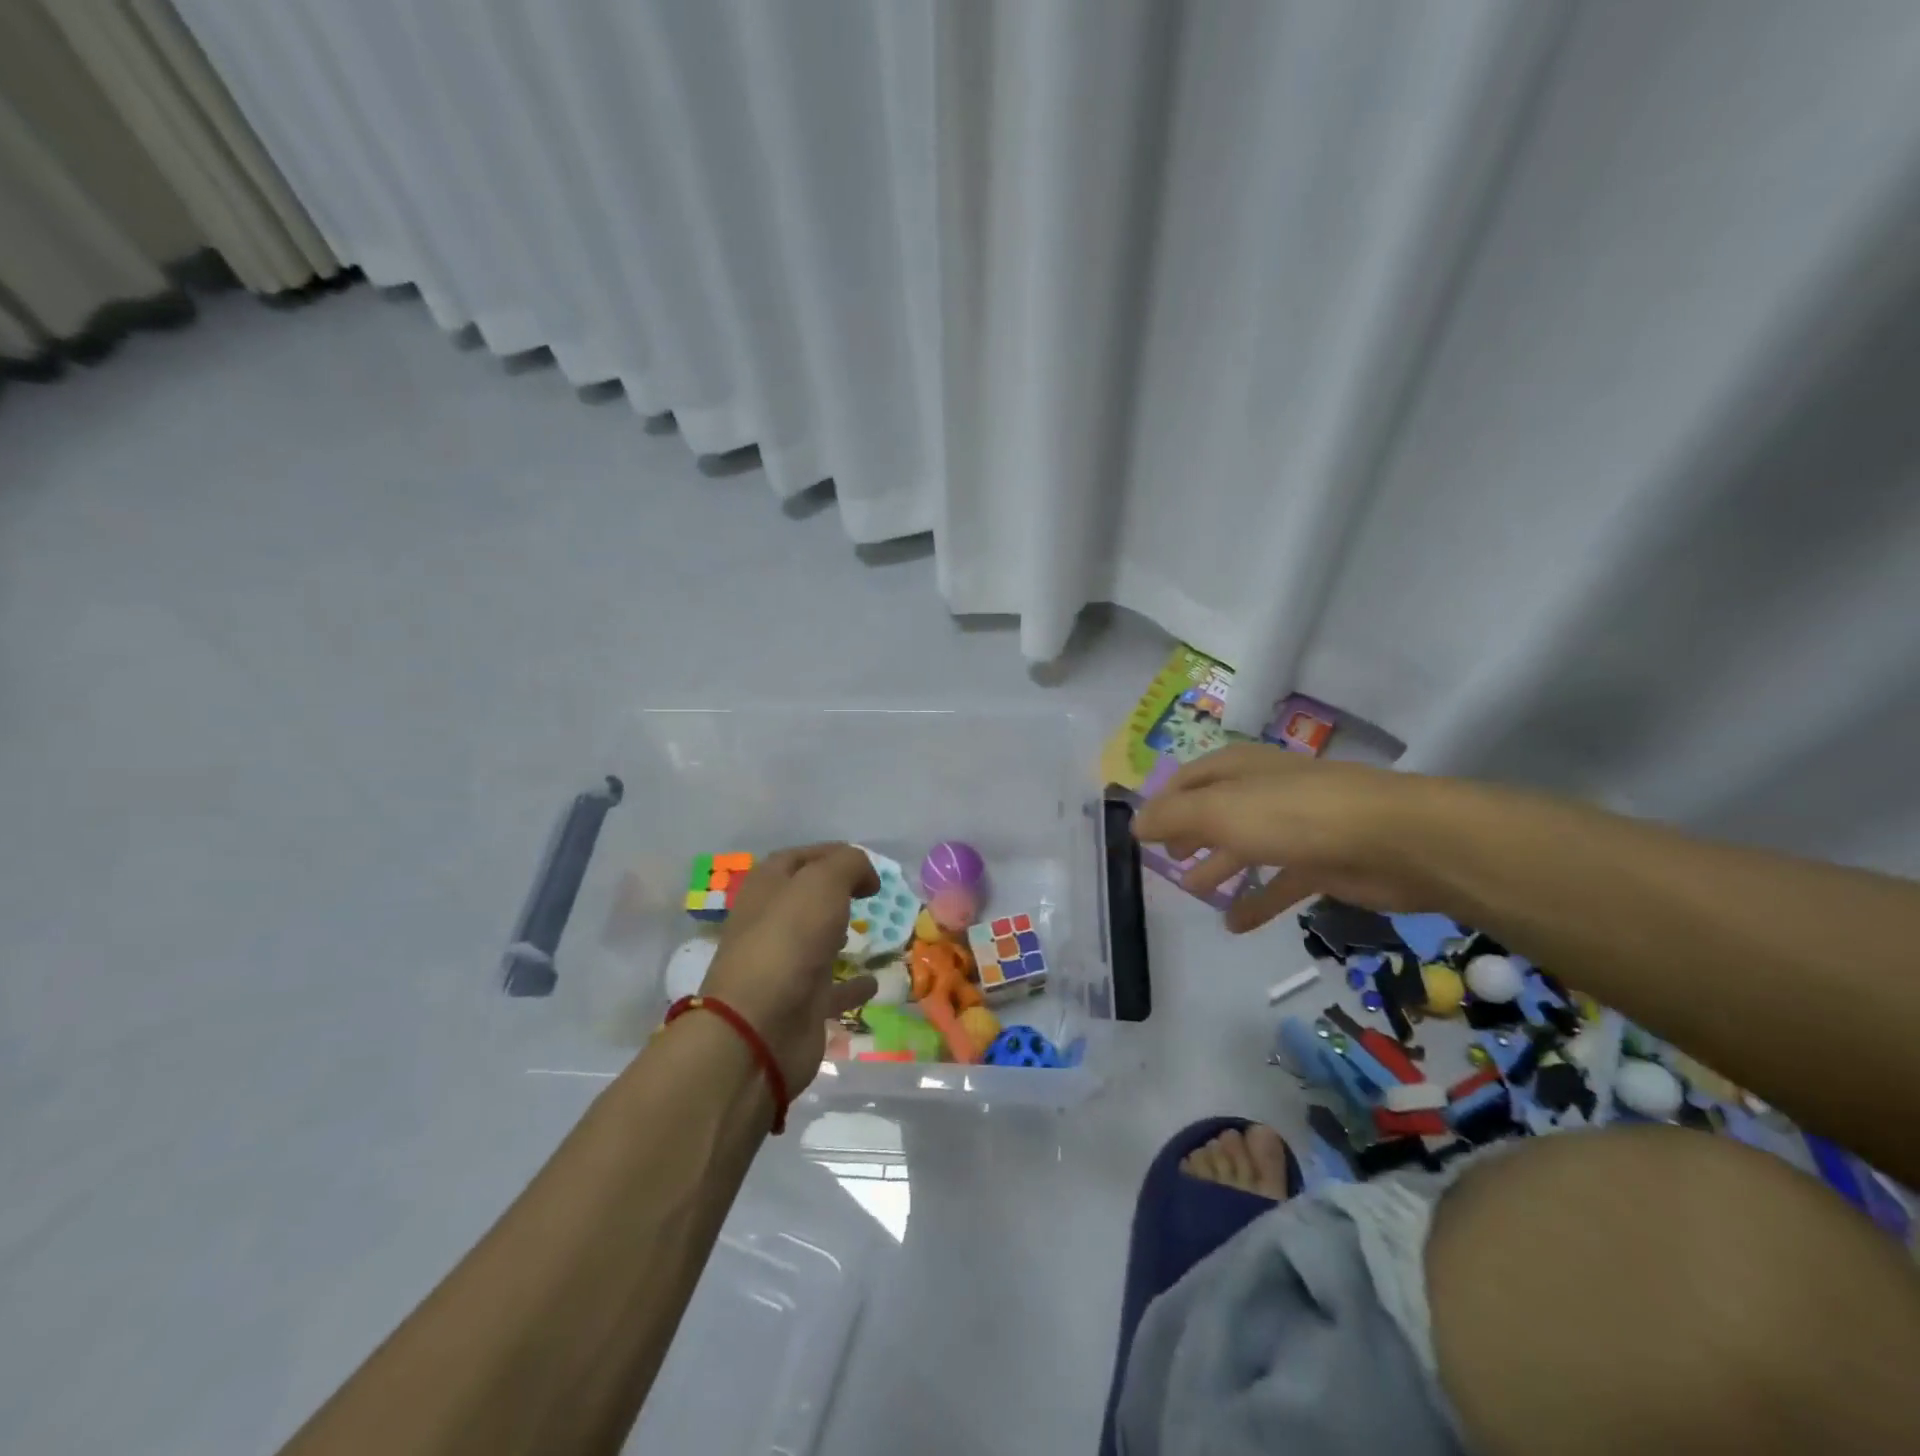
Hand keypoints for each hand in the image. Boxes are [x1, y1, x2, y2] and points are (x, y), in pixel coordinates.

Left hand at [699, 844, 880, 1092]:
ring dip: (840, 935)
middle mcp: (771, 925)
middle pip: (804, 901)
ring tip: (872, 930)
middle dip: (834, 894)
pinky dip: (853, 985)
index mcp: (766, 889)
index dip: (829, 854)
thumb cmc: (789, 940)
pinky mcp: (801, 1006)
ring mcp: (785, 967)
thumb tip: (866, 875)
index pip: (796, 859)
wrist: (760, 1028)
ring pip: (817, 943)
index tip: (866, 863)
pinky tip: (876, 981)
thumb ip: (848, 865)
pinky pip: (833, 990)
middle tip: (869, 894)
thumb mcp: (822, 883)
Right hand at [1132, 744, 1466, 932]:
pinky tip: (1235, 925)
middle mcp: (1263, 791)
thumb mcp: (1219, 812)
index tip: (1141, 832)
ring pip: (1245, 846)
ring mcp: (1294, 827)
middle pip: (1215, 812)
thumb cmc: (1294, 815)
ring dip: (1219, 868)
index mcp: (1237, 769)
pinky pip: (1278, 882)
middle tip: (1167, 861)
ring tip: (1195, 893)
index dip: (1163, 802)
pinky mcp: (1321, 862)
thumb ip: (1172, 817)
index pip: (1188, 779)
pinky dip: (1256, 901)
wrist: (1394, 840)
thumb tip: (1134, 823)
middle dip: (1189, 834)